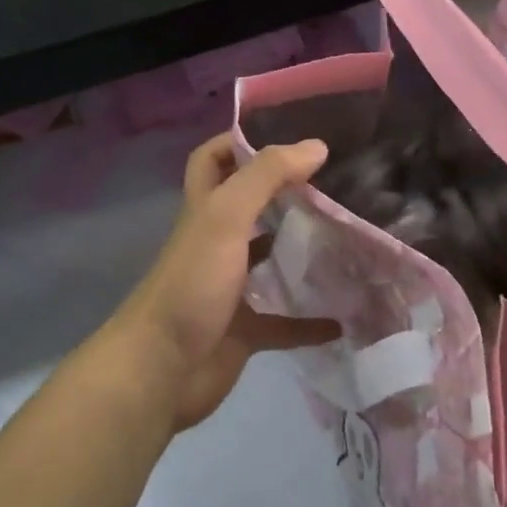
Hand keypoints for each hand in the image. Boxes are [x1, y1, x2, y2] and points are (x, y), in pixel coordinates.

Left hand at [112, 134, 340, 430]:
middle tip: (333, 184)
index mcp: (205, 211)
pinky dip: (309, 322)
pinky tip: (340, 321)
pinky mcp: (243, 332)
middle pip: (247, 208)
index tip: (287, 135)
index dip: (239, 141)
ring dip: (300, 254)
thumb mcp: (225, 217)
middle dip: (283, 194)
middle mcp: (215, 244)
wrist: (161, 370)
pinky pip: (283, 324)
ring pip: (268, 263)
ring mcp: (229, 290)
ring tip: (345, 241)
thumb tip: (315, 145)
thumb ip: (267, 176)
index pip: (212, 160)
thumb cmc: (191, 284)